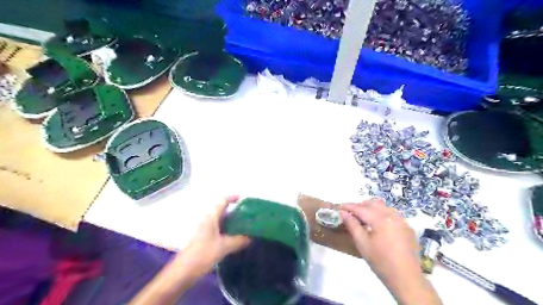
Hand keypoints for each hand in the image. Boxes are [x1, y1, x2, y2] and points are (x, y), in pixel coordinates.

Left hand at [179, 197, 252, 274]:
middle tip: (249, 215)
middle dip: (236, 211)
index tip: (244, 199)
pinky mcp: (205, 239)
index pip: (223, 201)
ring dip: (232, 222)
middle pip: (223, 210)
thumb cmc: (202, 254)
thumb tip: (251, 237)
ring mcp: (205, 230)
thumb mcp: (223, 247)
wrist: (182, 272)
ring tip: (246, 226)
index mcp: (211, 217)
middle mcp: (208, 221)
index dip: (233, 198)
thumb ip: (238, 241)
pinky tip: (236, 238)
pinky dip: (228, 230)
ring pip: (221, 221)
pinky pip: (219, 230)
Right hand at [343, 198, 440, 304]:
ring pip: (384, 207)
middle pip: (373, 203)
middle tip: (351, 213)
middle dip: (360, 205)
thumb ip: (352, 225)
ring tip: (363, 218)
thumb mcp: (362, 243)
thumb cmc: (380, 261)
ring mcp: (402, 221)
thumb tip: (343, 212)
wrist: (406, 279)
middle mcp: (392, 215)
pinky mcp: (407, 227)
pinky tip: (378, 225)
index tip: (339, 207)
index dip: (349, 206)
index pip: (361, 208)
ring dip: (372, 208)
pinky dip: (382, 214)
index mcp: (380, 219)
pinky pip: (392, 214)